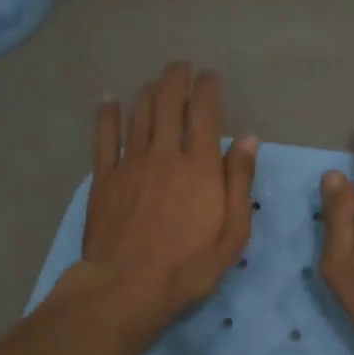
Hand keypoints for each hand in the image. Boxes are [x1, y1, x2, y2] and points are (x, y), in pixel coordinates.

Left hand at [60, 62, 257, 328]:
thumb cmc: (188, 267)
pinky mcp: (103, 178)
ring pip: (139, 114)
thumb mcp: (232, 233)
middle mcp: (165, 154)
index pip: (206, 113)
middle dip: (176, 79)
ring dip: (148, 91)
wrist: (126, 288)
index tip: (211, 77)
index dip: (209, 88)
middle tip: (181, 66)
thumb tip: (249, 138)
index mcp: (201, 166)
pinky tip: (108, 100)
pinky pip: (104, 138)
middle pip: (169, 103)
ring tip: (155, 81)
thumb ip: (240, 182)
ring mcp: (130, 164)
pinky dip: (106, 115)